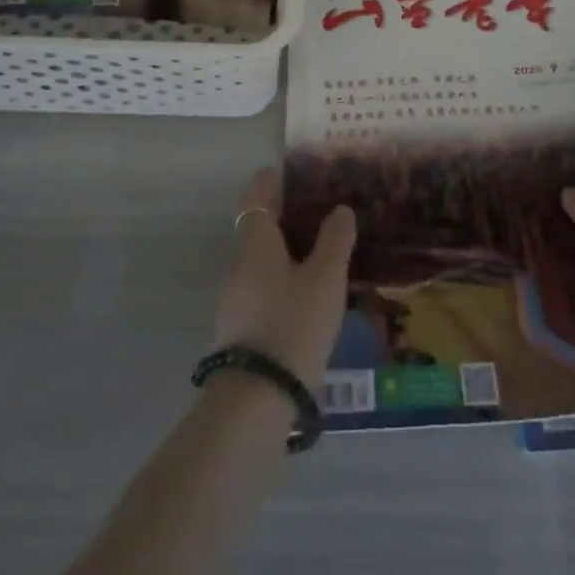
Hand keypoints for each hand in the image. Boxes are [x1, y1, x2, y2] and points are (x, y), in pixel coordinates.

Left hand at [212, 169, 355, 388]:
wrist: (256, 402)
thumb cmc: (293, 324)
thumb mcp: (325, 279)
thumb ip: (335, 240)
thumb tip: (340, 208)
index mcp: (256, 245)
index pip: (254, 199)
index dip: (267, 183)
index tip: (282, 172)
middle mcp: (239, 267)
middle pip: (257, 232)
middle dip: (282, 221)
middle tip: (315, 215)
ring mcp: (234, 304)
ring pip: (259, 266)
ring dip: (283, 256)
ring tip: (317, 259)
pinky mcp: (238, 335)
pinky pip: (261, 294)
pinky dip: (280, 287)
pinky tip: (304, 302)